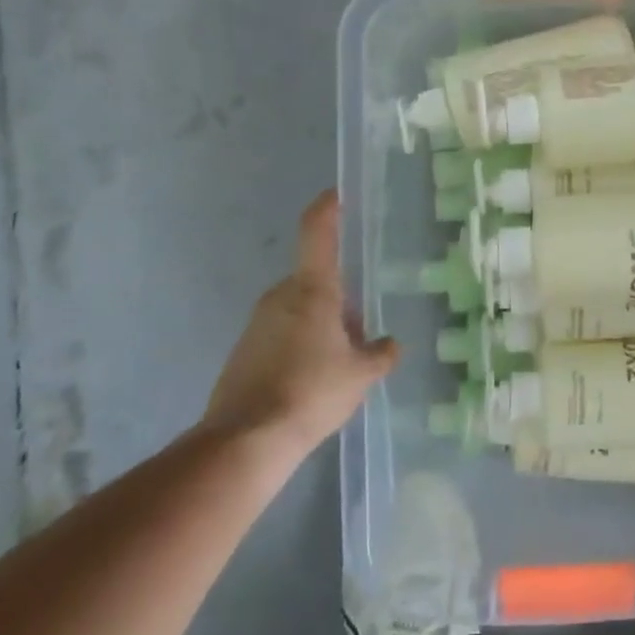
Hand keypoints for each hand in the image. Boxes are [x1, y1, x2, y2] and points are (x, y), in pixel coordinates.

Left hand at [204, 191, 397, 450]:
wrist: (246, 440)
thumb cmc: (312, 392)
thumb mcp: (361, 375)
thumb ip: (380, 354)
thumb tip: (390, 344)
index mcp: (312, 289)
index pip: (318, 232)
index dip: (328, 208)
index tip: (338, 194)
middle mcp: (281, 296)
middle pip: (316, 280)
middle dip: (340, 298)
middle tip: (362, 331)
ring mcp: (257, 323)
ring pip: (300, 309)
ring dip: (322, 325)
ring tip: (342, 364)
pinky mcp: (244, 351)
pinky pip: (282, 333)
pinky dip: (301, 345)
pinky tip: (314, 381)